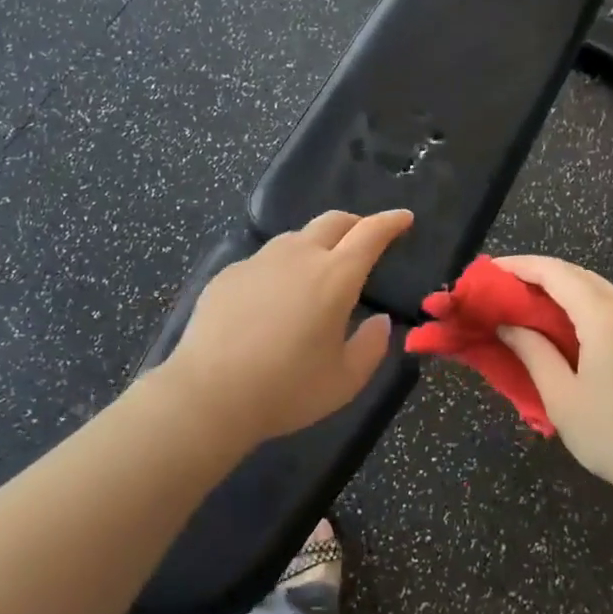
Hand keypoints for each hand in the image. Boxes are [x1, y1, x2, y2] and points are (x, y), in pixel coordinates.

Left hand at [160, 209, 413, 444]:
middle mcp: (299, 256)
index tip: (404, 219)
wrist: (208, 394)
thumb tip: (379, 321)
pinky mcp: (230, 273)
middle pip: (333, 221)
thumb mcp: (345, 381)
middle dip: (356, 223)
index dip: (391, 222)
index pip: (370, 233)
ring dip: (317, 243)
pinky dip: (282, 267)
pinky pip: (265, 259)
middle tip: (365, 238)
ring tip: (319, 269)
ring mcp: (259, 260)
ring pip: (297, 237)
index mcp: (335, 277)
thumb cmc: (286, 390)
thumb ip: (371, 346)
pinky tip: (274, 298)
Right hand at [491, 255, 612, 509]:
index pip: (554, 272)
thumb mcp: (563, 398)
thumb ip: (533, 353)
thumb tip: (509, 326)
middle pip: (577, 275)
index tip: (488, 271)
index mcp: (605, 315)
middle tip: (503, 290)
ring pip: (599, 292)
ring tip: (528, 309)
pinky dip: (584, 310)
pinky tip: (568, 332)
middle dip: (538, 276)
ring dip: (562, 293)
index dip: (518, 266)